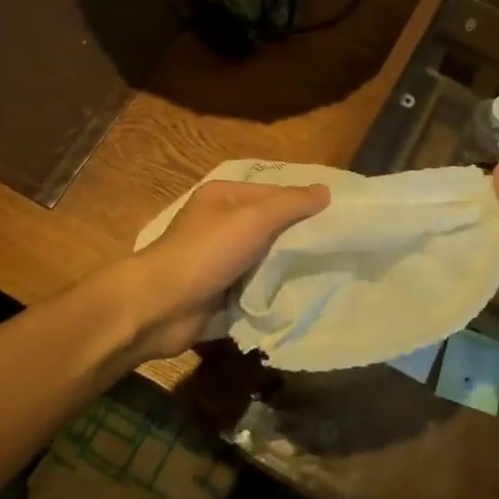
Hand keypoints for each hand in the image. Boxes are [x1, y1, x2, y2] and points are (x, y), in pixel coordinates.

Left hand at [117, 179, 330, 361]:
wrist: (161, 307)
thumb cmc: (207, 253)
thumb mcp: (254, 219)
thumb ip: (291, 204)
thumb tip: (326, 191)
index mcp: (224, 197)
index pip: (274, 193)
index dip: (303, 204)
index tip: (338, 218)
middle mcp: (221, 223)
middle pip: (271, 226)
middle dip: (299, 238)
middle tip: (338, 247)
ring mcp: (219, 259)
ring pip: (265, 258)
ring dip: (287, 267)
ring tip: (328, 271)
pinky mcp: (221, 291)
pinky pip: (256, 285)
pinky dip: (273, 290)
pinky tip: (301, 294)